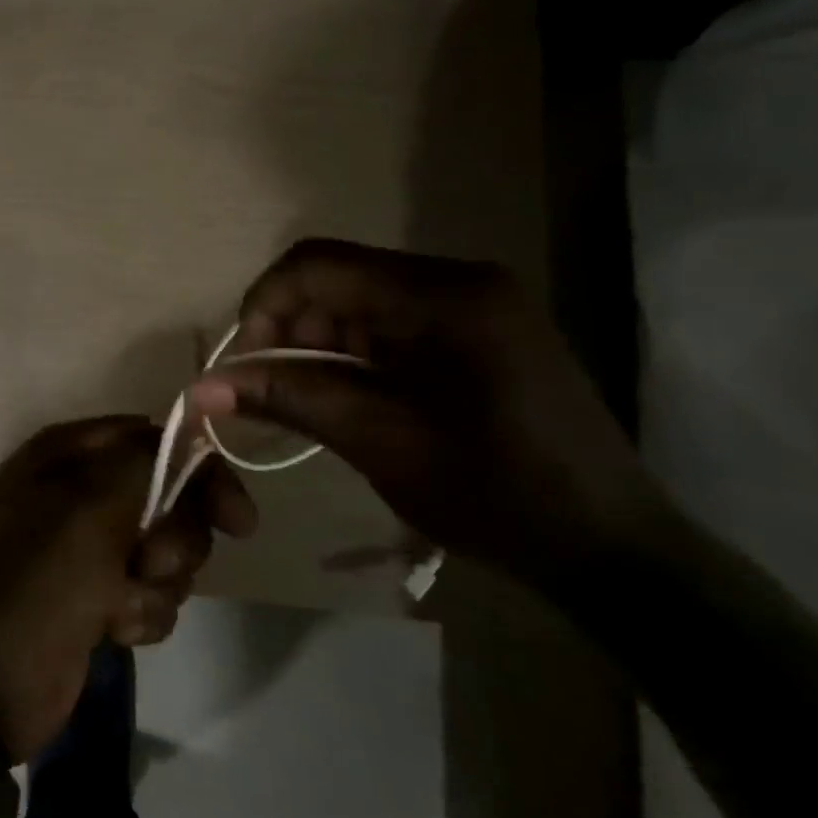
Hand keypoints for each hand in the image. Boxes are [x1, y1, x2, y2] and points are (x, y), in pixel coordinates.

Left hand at [0, 416, 254, 760]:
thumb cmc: (35, 581)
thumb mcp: (88, 508)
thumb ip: (143, 463)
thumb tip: (188, 437)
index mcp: (66, 454)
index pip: (151, 437)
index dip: (198, 470)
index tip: (234, 519)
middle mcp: (80, 490)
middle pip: (168, 497)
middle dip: (173, 538)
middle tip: (148, 562)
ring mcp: (89, 546)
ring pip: (166, 549)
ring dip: (155, 583)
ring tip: (116, 605)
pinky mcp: (99, 595)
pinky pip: (151, 593)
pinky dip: (140, 613)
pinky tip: (111, 630)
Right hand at [192, 239, 671, 590]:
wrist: (615, 551)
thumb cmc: (502, 499)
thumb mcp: (384, 446)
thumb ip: (292, 400)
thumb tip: (202, 388)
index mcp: (447, 297)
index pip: (319, 265)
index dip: (263, 306)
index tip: (240, 366)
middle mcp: (459, 281)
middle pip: (336, 279)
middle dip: (286, 330)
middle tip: (263, 392)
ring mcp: (471, 304)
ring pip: (355, 302)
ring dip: (313, 346)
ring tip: (297, 402)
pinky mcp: (473, 330)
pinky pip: (385, 323)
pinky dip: (348, 356)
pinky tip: (339, 398)